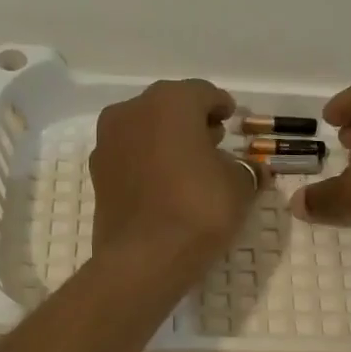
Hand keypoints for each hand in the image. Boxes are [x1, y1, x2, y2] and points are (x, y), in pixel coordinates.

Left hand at [91, 79, 259, 260]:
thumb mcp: (239, 186)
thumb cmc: (199, 209)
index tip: (231, 119)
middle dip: (192, 121)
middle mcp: (132, 111)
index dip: (221, 106)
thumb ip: (247, 169)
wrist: (144, 258)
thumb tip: (253, 169)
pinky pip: (130, 156)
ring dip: (167, 140)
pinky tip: (166, 184)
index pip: (203, 93)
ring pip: (145, 130)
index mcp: (170, 101)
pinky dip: (148, 162)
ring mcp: (108, 142)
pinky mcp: (97, 173)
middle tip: (213, 141)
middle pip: (169, 107)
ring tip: (190, 165)